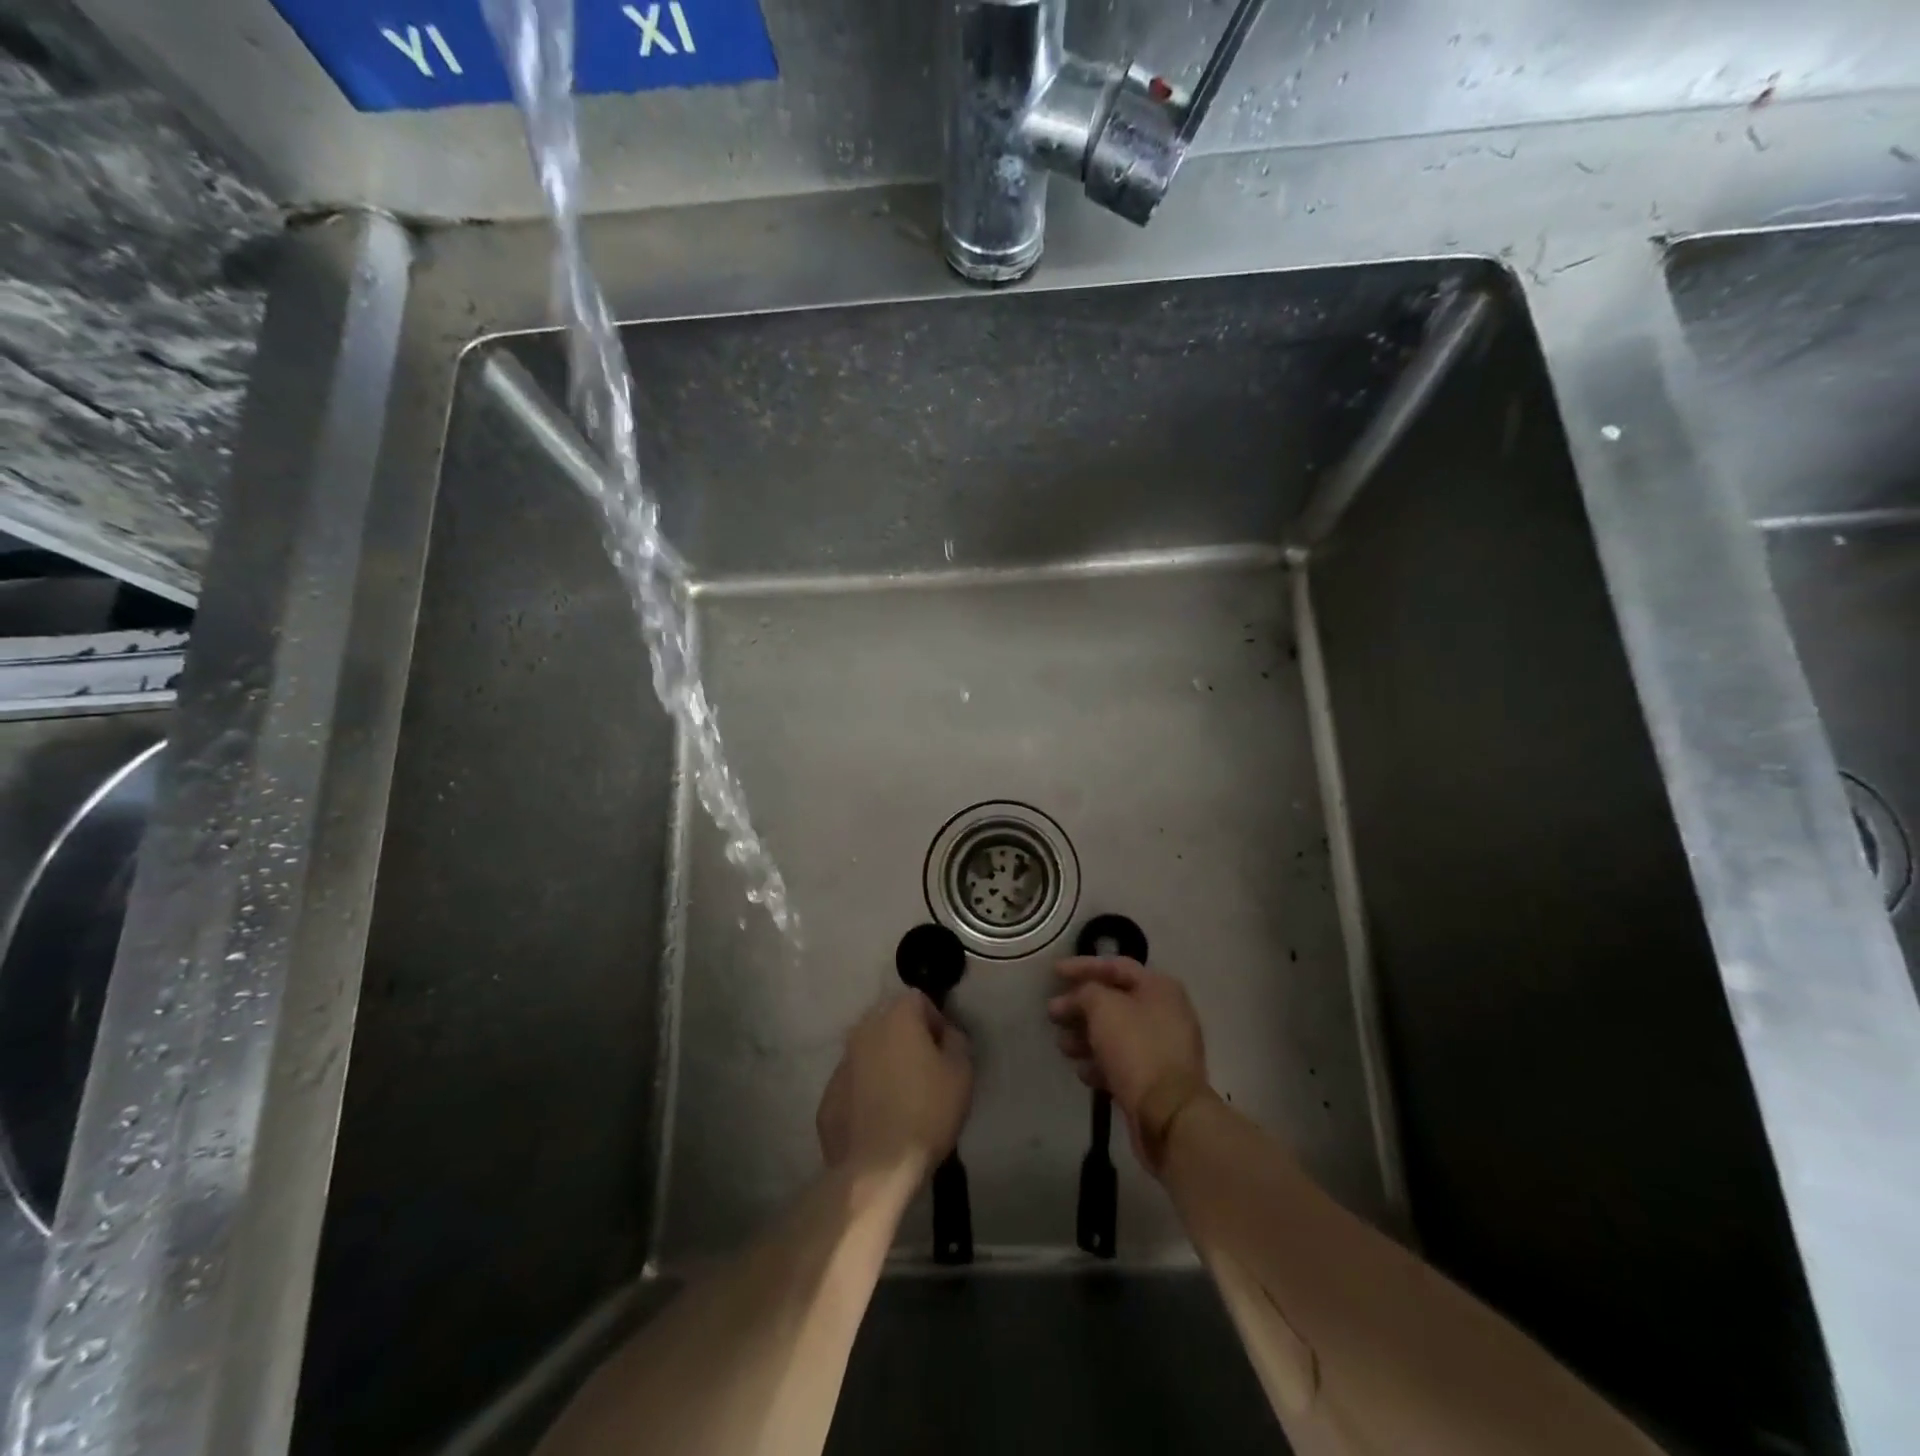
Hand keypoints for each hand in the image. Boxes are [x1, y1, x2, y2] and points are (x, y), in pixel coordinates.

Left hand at [817, 992, 973, 1187]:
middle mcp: (863, 1030)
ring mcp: (841, 1063)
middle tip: (926, 1071)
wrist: (877, 1168)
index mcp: (895, 1017)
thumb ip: (957, 1041)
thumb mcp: (961, 1073)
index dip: (936, 1022)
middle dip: (908, 1038)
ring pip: (869, 1052)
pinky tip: (880, 1119)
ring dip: (885, 1064)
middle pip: (890, 1022)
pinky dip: (866, 1092)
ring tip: (902, 1098)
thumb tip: (946, 1034)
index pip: (919, 1000)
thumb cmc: (926, 1112)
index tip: (945, 1051)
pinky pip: (854, 1083)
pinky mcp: (828, 1096)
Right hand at [1048, 957, 1209, 1169]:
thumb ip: (1085, 992)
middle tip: (1052, 1013)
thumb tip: (1077, 997)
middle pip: (1114, 1001)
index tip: (1054, 973)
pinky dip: (1099, 1063)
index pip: (1116, 966)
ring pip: (1115, 1034)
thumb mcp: (1103, 1008)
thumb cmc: (1136, 1048)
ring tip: (1062, 1045)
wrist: (1168, 1114)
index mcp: (1159, 988)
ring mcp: (1161, 1049)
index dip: (1083, 966)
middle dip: (1080, 1006)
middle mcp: (1164, 1013)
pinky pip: (1121, 1062)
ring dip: (1085, 1036)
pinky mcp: (1154, 1080)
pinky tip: (1081, 1071)